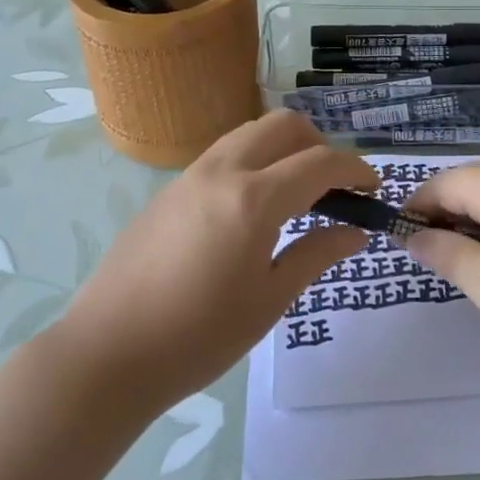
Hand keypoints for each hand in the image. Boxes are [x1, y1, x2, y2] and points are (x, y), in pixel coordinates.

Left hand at [57, 111, 375, 413]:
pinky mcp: (168, 190)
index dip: (355, 169)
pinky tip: (250, 210)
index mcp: (254, 199)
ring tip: (294, 194)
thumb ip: (316, 255)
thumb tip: (356, 232)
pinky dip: (252, 162)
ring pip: (249, 133)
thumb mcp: (269, 300)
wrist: (106, 353)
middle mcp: (223, 171)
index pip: (320, 162)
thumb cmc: (198, 336)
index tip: (373, 187)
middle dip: (319, 145)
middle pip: (283, 126)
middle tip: (332, 187)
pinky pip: (222, 155)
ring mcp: (190, 176)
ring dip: (282, 149)